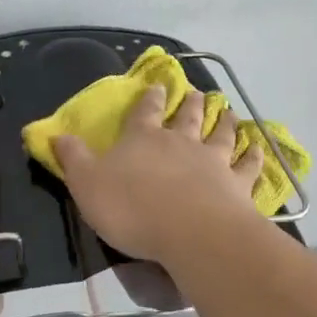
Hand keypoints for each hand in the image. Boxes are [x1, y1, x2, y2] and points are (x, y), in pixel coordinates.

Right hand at [51, 84, 262, 264]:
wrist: (190, 232)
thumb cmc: (132, 207)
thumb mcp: (87, 184)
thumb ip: (73, 158)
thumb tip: (56, 134)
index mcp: (142, 138)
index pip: (144, 111)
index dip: (149, 98)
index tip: (158, 85)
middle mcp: (180, 142)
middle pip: (187, 116)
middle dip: (191, 104)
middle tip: (198, 93)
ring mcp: (213, 161)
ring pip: (221, 135)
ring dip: (225, 122)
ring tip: (229, 112)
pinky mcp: (238, 186)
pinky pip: (249, 167)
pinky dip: (255, 156)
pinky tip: (260, 149)